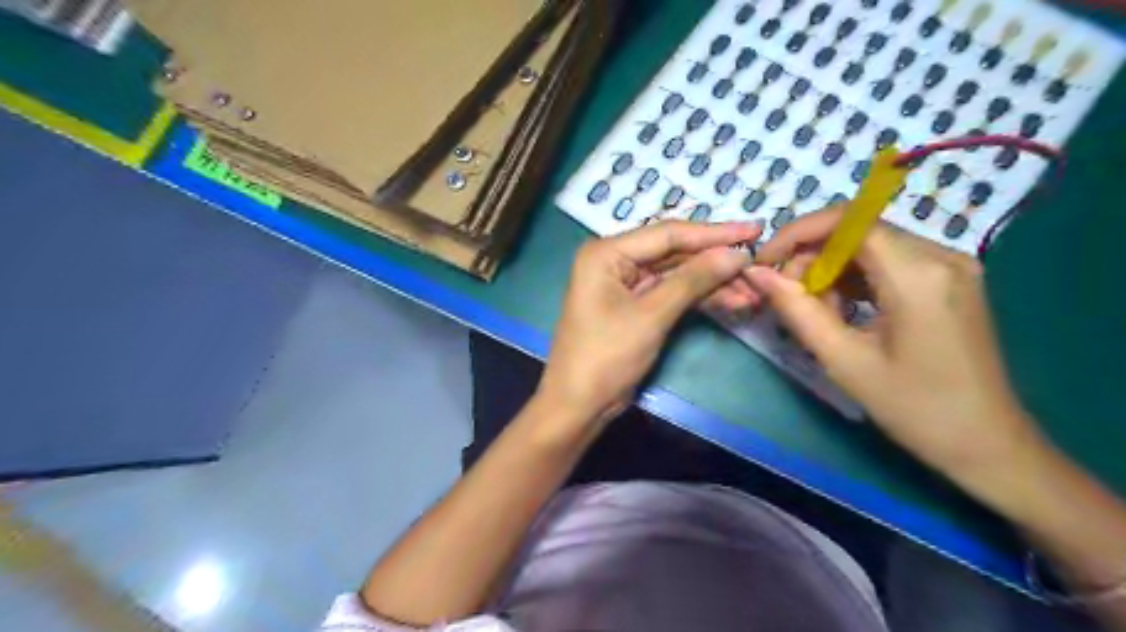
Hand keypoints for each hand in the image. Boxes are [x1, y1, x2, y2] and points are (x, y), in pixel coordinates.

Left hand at [538, 219, 764, 423]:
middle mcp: (615, 260)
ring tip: (753, 291)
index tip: (754, 230)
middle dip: (715, 261)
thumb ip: (694, 280)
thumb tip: (737, 254)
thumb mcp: (652, 316)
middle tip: (759, 262)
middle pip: (674, 252)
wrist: (580, 404)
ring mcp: (626, 284)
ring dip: (713, 283)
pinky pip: (672, 293)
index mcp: (607, 252)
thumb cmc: (607, 356)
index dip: (713, 233)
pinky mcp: (636, 306)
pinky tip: (732, 303)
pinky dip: (700, 298)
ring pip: (677, 275)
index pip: (668, 234)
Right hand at [746, 207, 1042, 479]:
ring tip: (814, 310)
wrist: (987, 444)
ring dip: (831, 269)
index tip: (765, 261)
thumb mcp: (844, 360)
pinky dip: (855, 277)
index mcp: (919, 276)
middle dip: (812, 256)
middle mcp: (941, 256)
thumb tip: (756, 274)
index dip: (799, 233)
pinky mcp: (950, 280)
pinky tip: (842, 309)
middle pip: (858, 231)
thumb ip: (796, 309)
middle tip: (786, 296)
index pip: (849, 222)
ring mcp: (950, 266)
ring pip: (871, 245)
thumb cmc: (914, 408)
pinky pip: (889, 261)